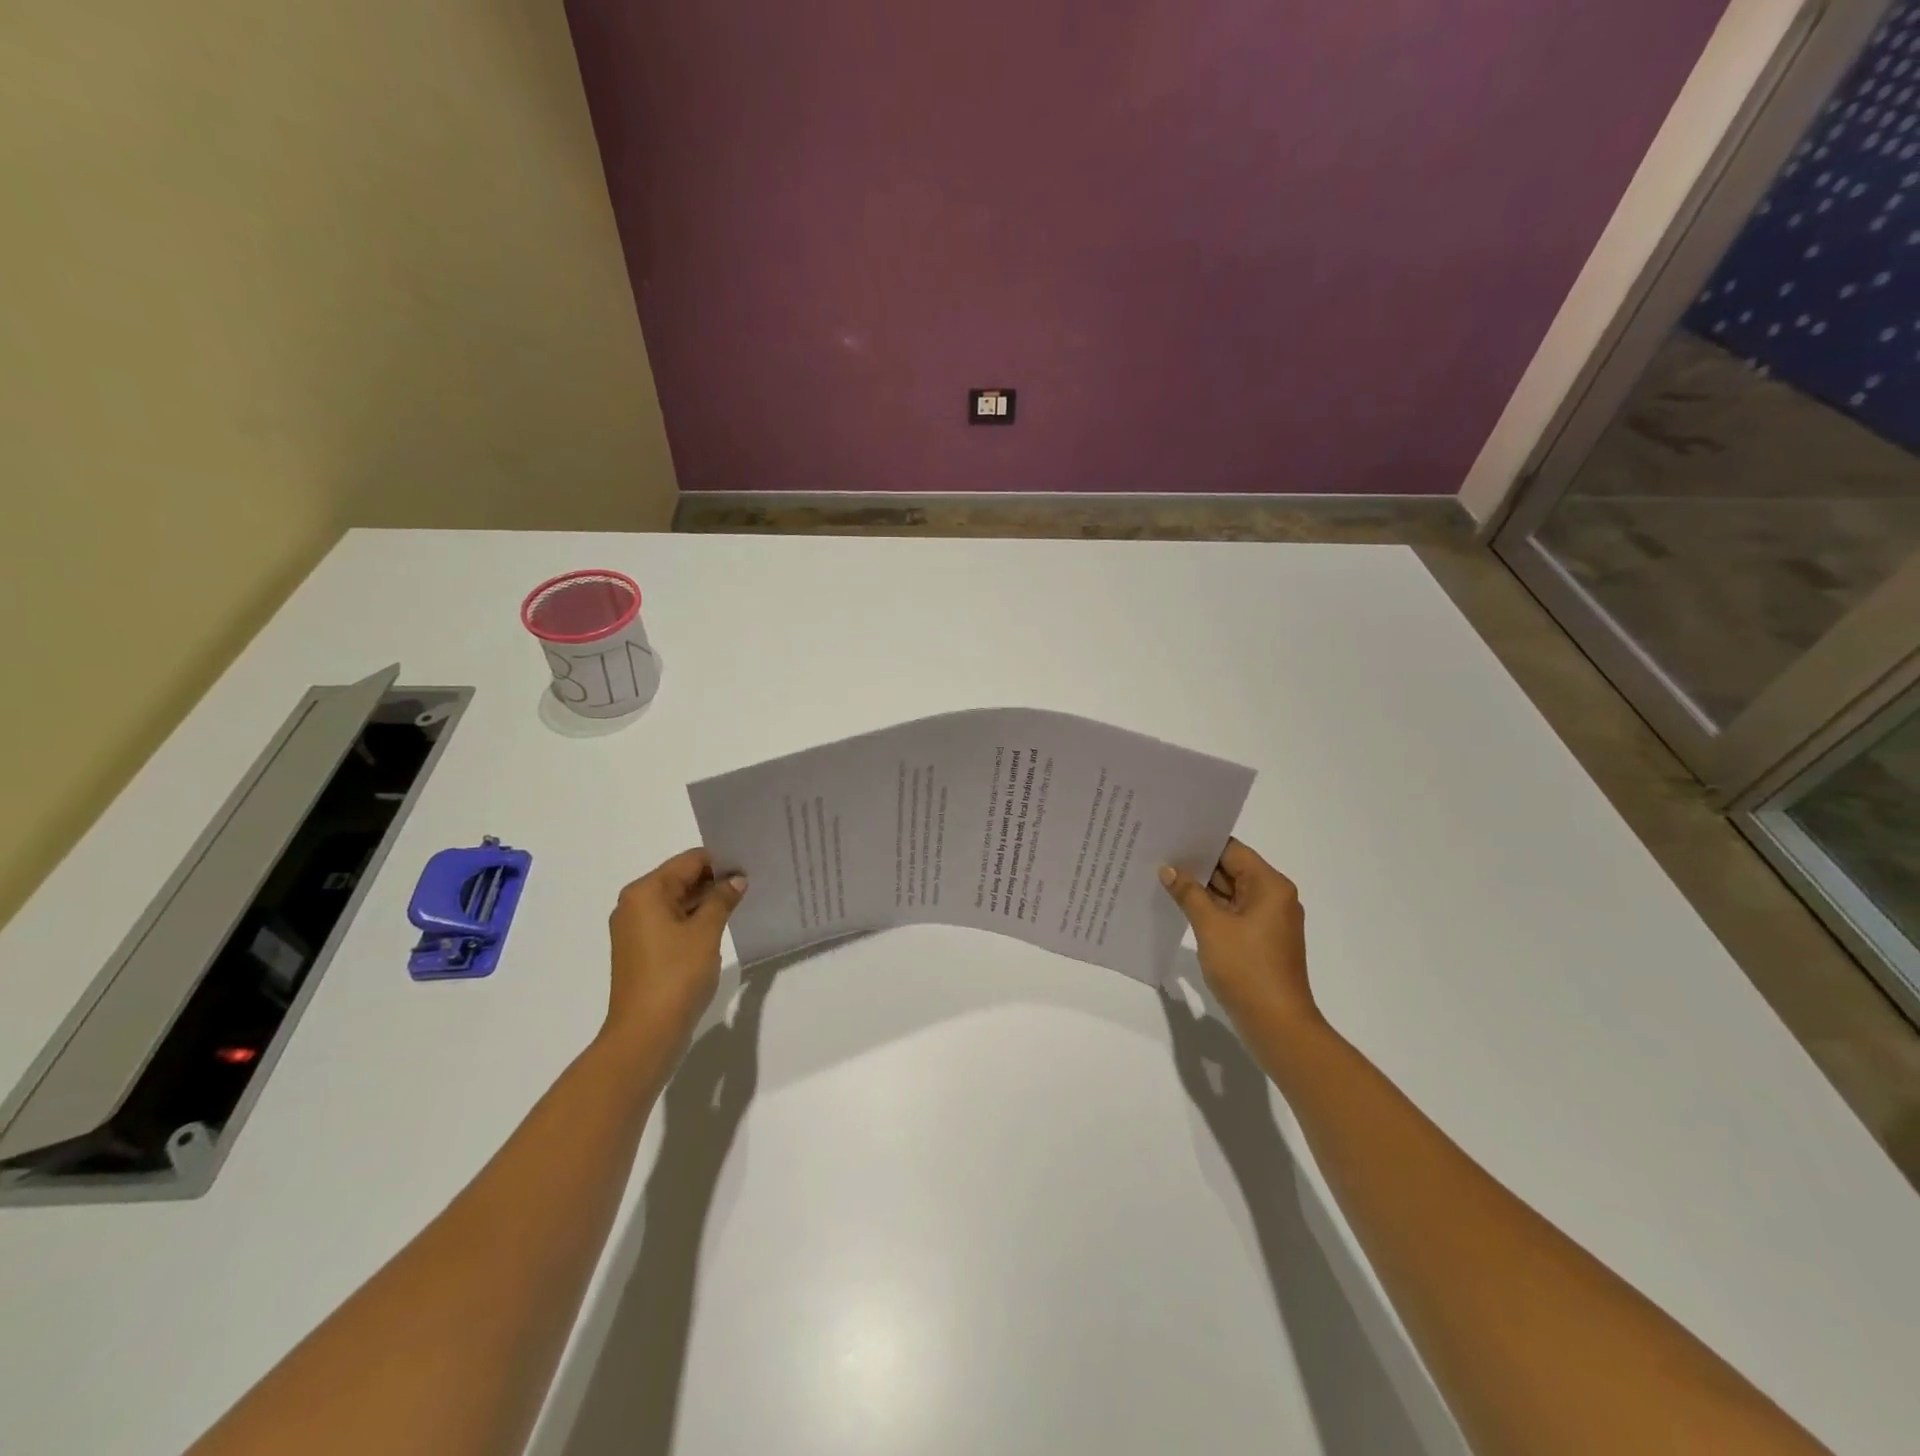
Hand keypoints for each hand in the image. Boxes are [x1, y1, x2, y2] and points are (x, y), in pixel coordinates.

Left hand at [603, 849, 746, 1057]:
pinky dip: (694, 920)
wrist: (645, 1034)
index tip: (751, 864)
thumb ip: (722, 899)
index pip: (689, 861)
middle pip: (681, 879)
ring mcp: (636, 930)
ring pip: (677, 902)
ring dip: (706, 902)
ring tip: (742, 902)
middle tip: (752, 882)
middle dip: (715, 881)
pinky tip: (721, 926)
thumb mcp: (706, 932)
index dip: (721, 861)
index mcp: (645, 893)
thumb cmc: (675, 976)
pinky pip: (672, 923)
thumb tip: (737, 880)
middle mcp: (634, 905)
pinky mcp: (642, 951)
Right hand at [1160, 839, 1319, 1037]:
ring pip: (1230, 894)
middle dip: (1197, 866)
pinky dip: (1210, 910)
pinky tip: (1180, 907)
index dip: (1201, 844)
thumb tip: (1168, 869)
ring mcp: (1268, 921)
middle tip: (1158, 855)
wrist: (1277, 1025)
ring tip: (1162, 878)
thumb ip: (1188, 893)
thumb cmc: (1247, 968)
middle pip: (1232, 870)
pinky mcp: (1260, 941)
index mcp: (1270, 886)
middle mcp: (1273, 898)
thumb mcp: (1211, 926)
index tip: (1170, 837)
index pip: (1232, 851)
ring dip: (1201, 890)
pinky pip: (1232, 914)